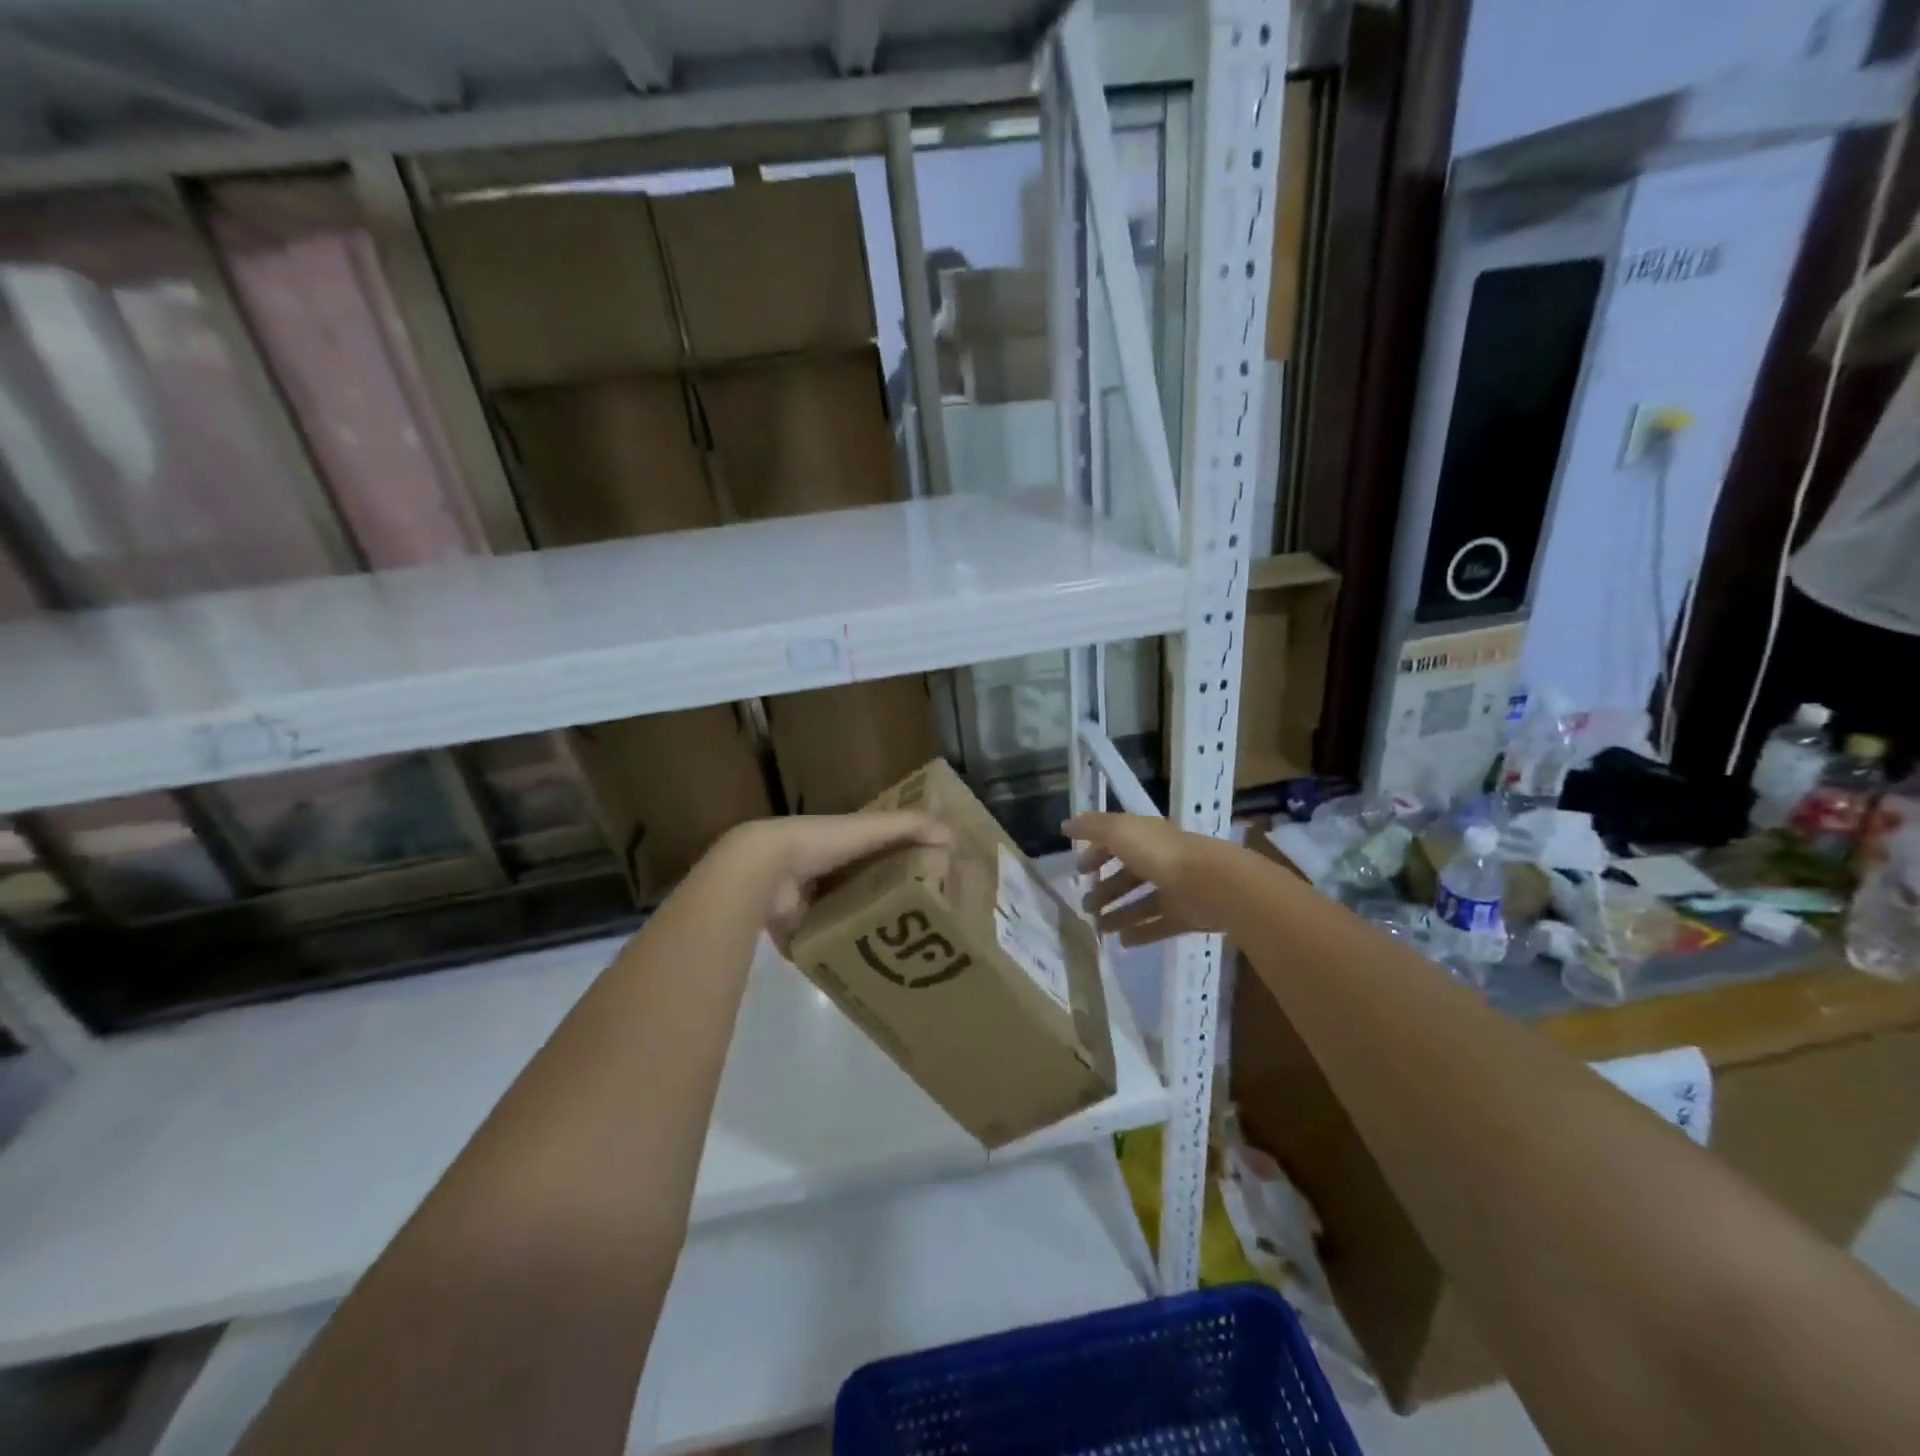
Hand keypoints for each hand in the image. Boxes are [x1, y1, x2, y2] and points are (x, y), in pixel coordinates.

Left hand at [719, 812, 948, 947]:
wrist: (764, 871)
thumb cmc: (821, 843)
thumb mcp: (869, 829)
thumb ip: (908, 827)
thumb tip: (953, 836)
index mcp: (840, 847)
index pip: (877, 855)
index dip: (902, 865)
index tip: (931, 884)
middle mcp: (823, 875)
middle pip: (862, 890)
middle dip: (886, 905)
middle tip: (921, 927)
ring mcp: (806, 907)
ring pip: (843, 921)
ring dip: (864, 933)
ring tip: (901, 954)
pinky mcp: (796, 936)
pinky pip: (822, 949)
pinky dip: (838, 957)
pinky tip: (866, 971)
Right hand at [1066, 812, 1230, 945]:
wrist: (1213, 884)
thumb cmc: (1160, 854)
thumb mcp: (1119, 831)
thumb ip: (1092, 827)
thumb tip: (1066, 824)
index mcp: (1146, 837)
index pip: (1117, 842)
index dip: (1096, 854)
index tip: (1079, 871)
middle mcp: (1161, 860)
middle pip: (1129, 875)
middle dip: (1105, 889)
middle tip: (1085, 907)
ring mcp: (1176, 889)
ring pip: (1141, 902)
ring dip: (1118, 913)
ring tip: (1099, 929)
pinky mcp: (1187, 916)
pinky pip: (1159, 925)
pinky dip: (1141, 932)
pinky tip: (1122, 942)